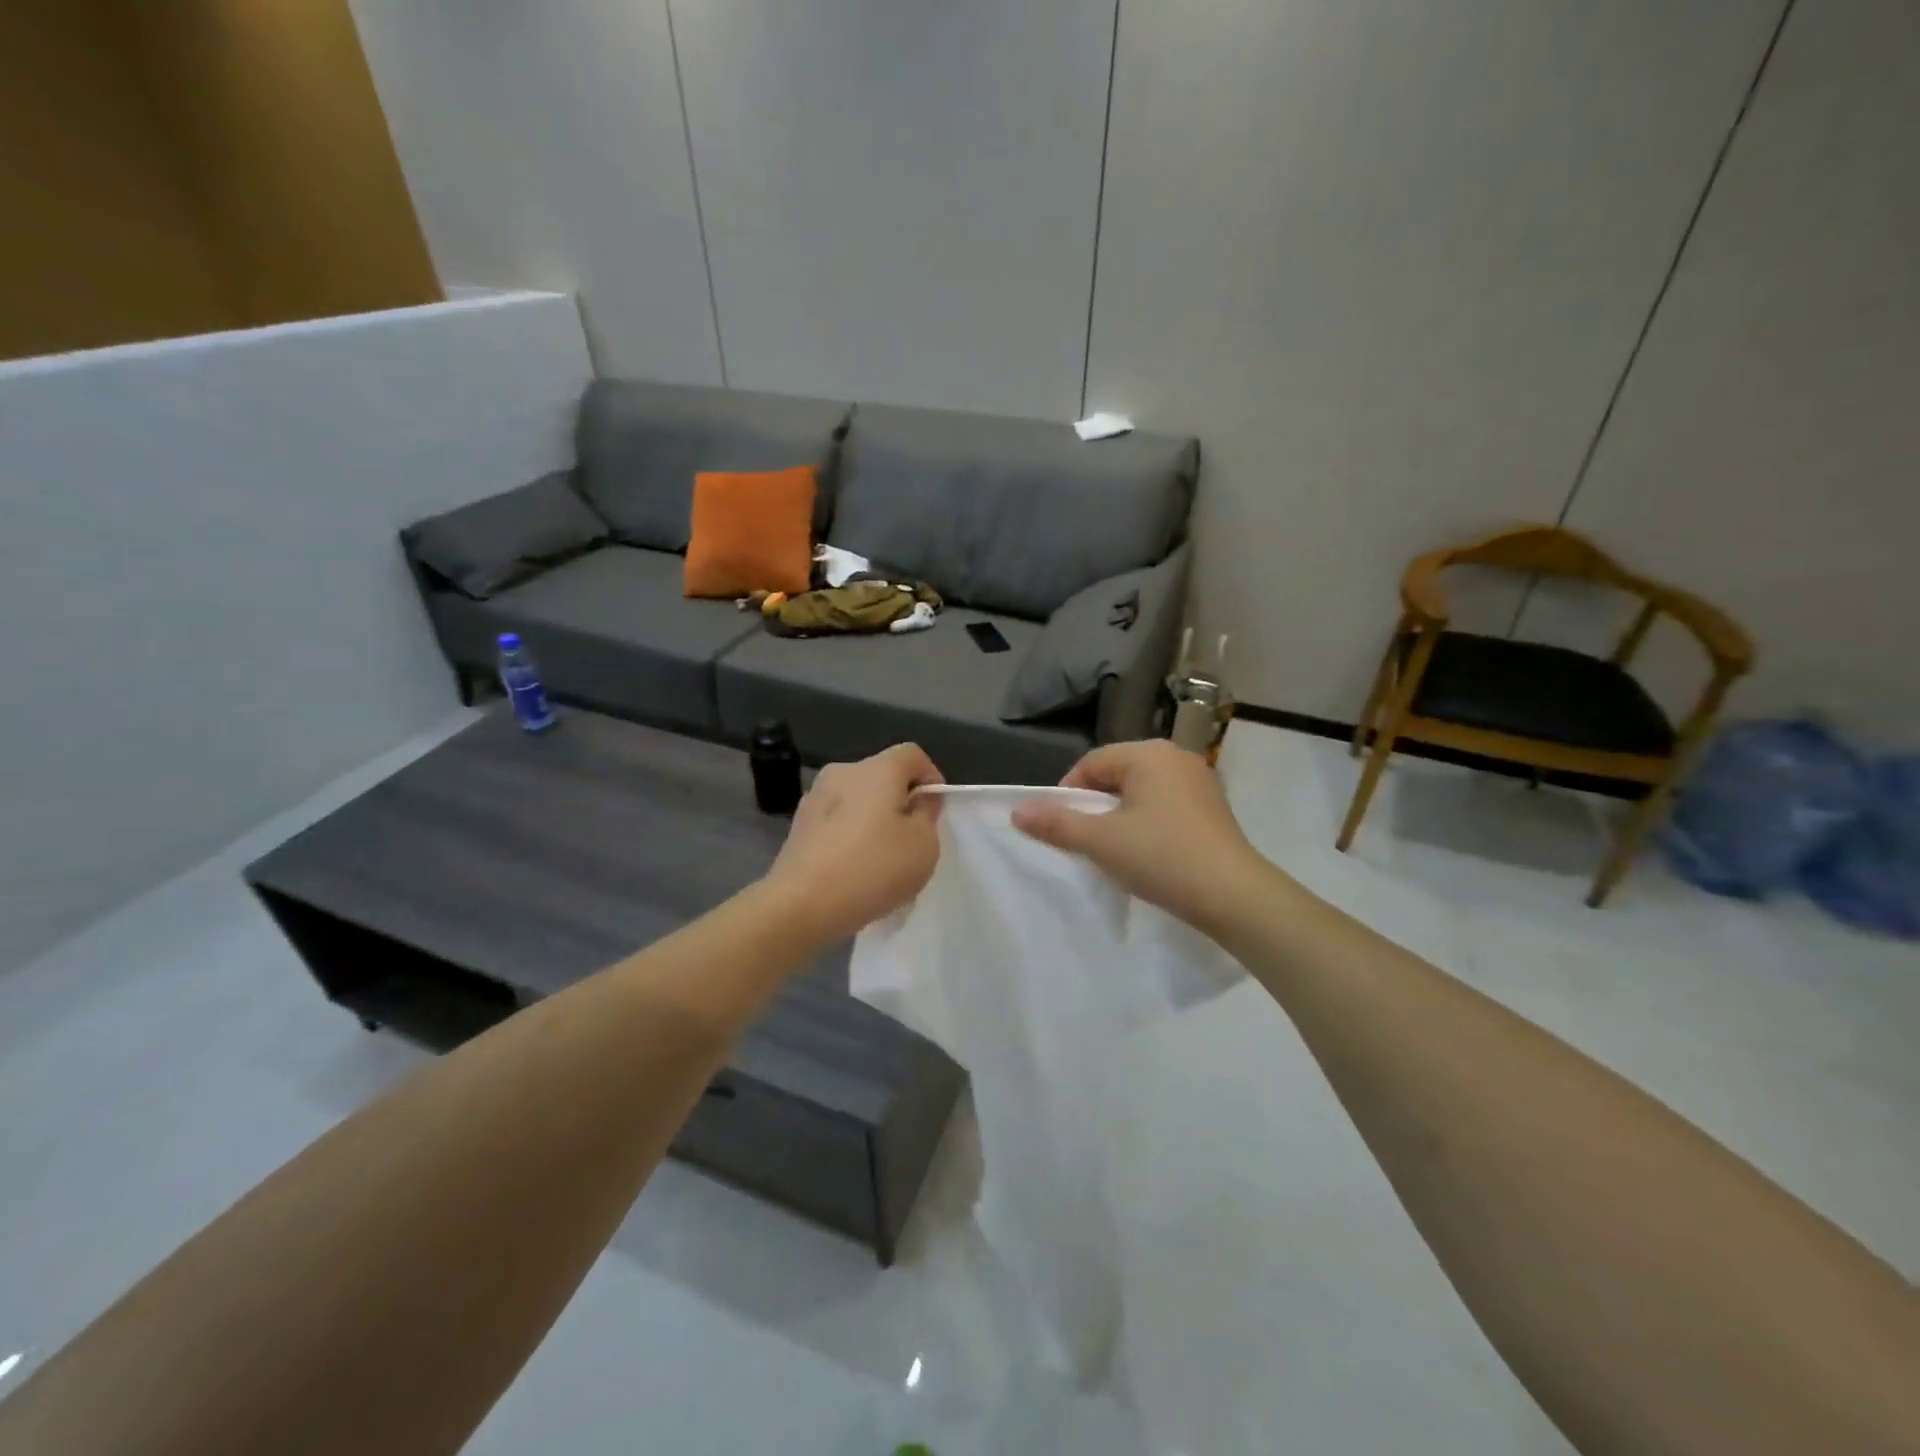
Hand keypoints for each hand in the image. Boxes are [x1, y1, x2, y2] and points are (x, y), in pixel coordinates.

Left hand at [764, 743, 943, 943]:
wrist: (802, 904)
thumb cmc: (873, 868)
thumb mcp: (924, 845)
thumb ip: (927, 815)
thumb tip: (918, 800)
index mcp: (877, 769)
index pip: (912, 754)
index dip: (931, 777)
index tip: (935, 811)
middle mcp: (843, 772)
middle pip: (882, 775)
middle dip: (901, 800)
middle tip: (911, 838)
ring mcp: (814, 797)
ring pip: (857, 799)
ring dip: (874, 819)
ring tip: (882, 858)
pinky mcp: (798, 825)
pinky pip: (837, 820)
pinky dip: (850, 835)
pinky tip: (854, 868)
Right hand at [1012, 739, 1269, 935]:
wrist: (1235, 897)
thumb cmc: (1162, 858)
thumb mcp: (1101, 842)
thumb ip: (1056, 824)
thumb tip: (1017, 811)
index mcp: (1149, 754)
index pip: (1092, 763)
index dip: (1068, 794)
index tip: (1061, 829)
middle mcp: (1176, 757)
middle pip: (1117, 775)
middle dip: (1095, 806)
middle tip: (1085, 842)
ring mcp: (1199, 782)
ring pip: (1141, 792)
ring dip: (1120, 817)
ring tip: (1114, 851)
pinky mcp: (1213, 808)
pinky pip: (1165, 806)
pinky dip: (1147, 824)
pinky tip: (1147, 854)